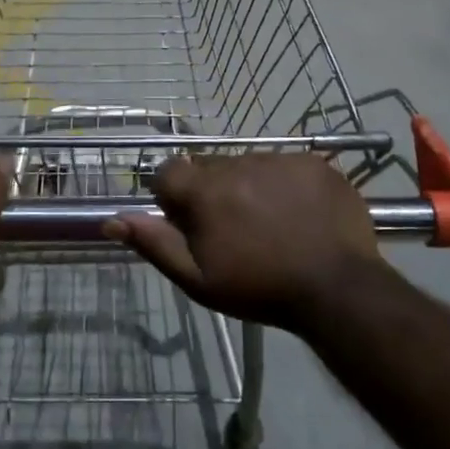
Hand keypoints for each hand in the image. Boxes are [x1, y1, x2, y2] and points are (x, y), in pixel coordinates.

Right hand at [107, 153, 384, 330]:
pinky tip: (300, 215)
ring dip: (250, 187)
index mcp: (205, 190)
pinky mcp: (314, 162)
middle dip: (213, 193)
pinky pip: (287, 166)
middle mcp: (237, 163)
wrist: (338, 289)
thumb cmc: (260, 288)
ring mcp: (279, 159)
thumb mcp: (198, 279)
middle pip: (210, 168)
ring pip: (249, 166)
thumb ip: (154, 244)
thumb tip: (112, 219)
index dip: (173, 196)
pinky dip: (286, 185)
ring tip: (273, 224)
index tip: (189, 222)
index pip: (169, 172)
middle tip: (235, 230)